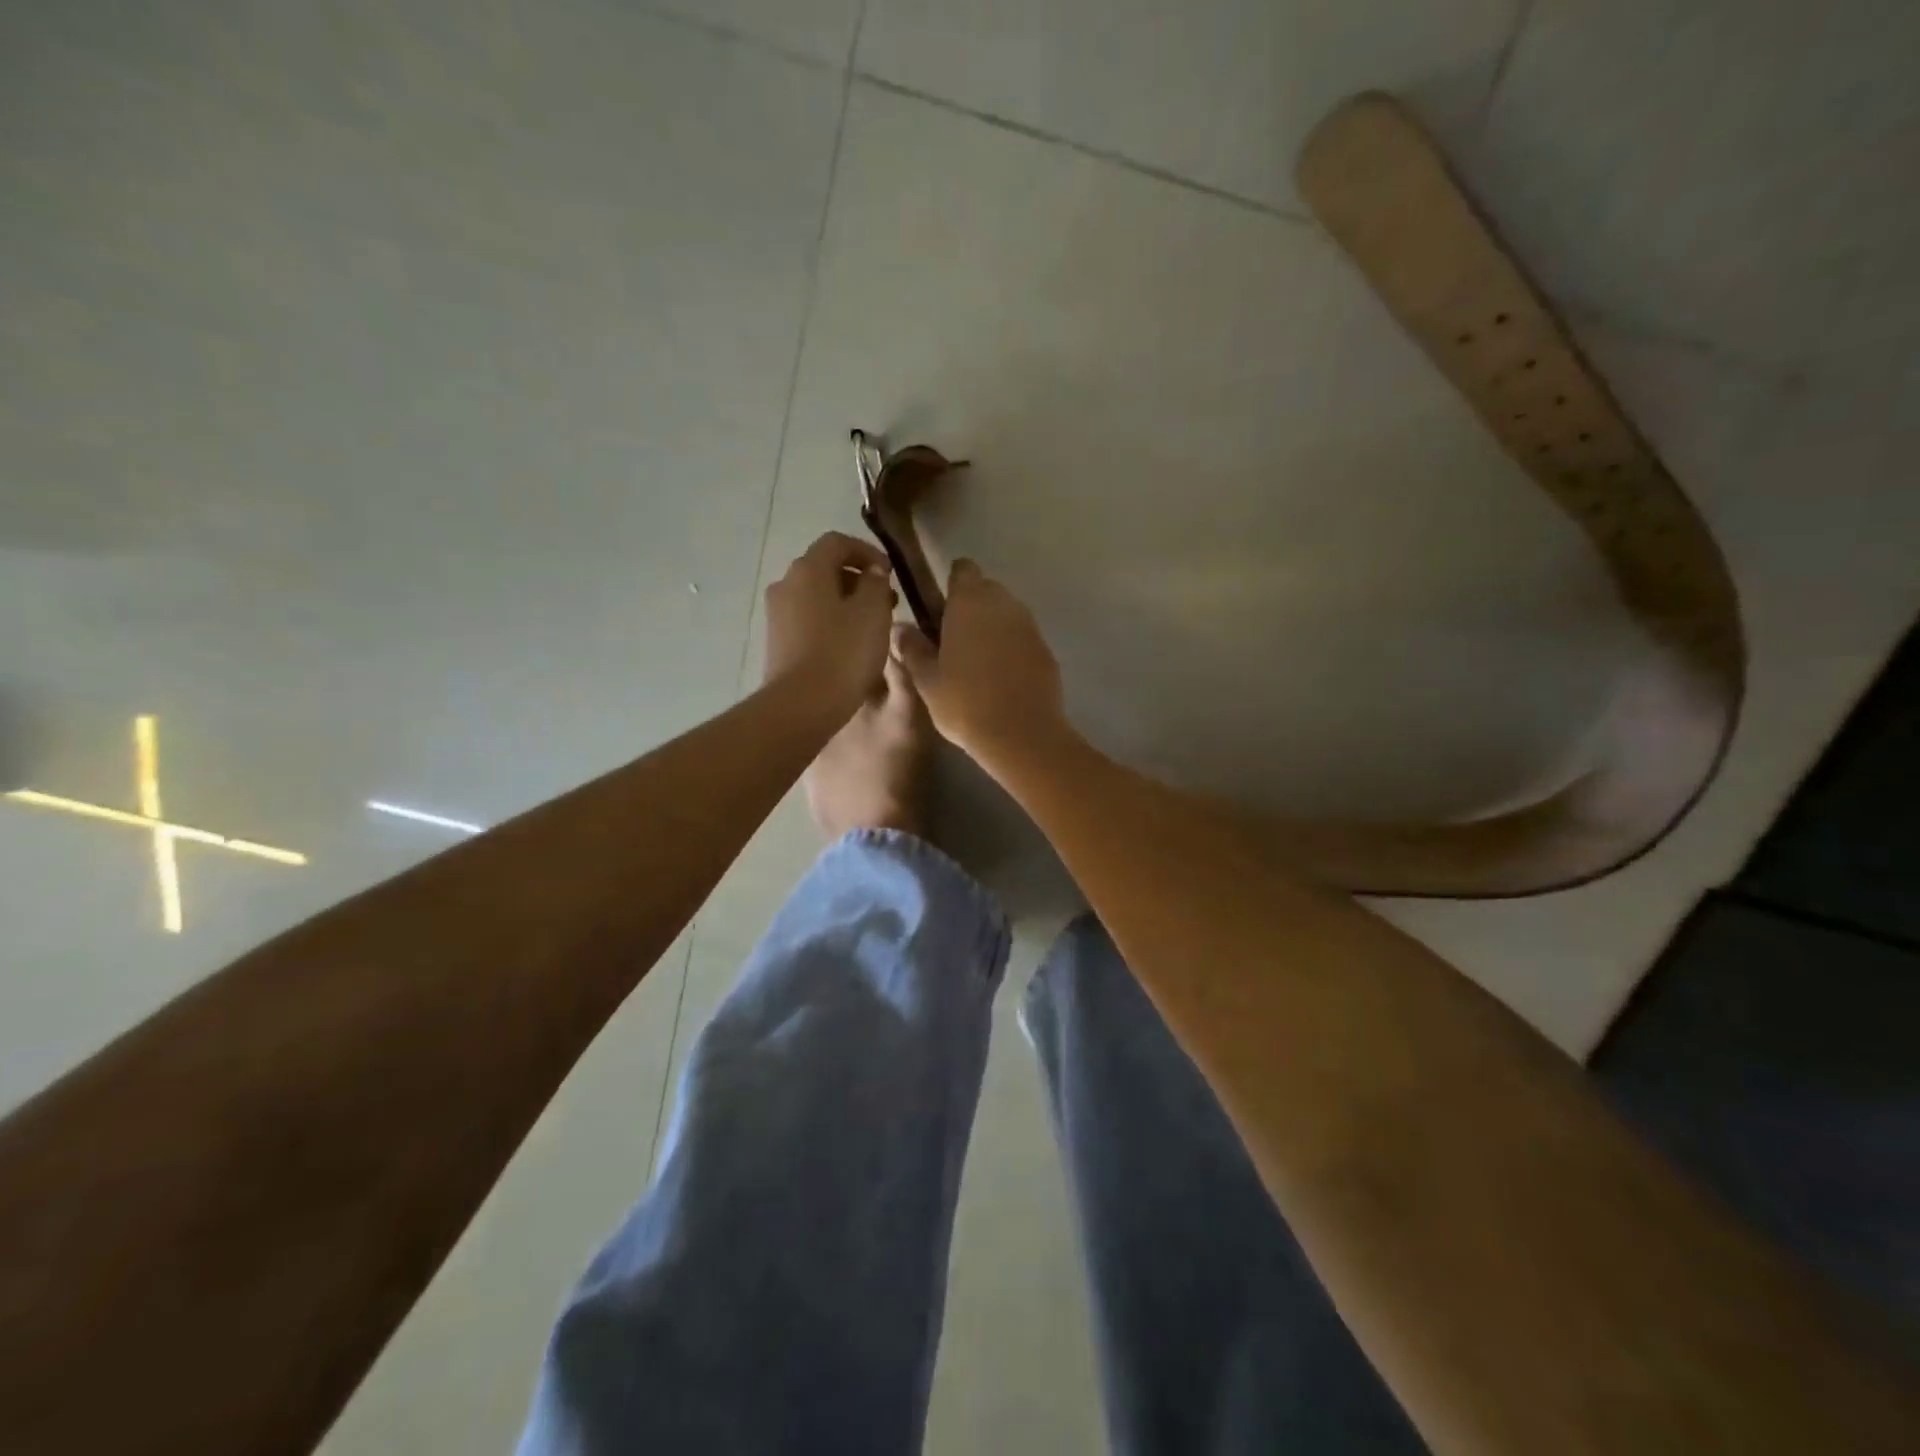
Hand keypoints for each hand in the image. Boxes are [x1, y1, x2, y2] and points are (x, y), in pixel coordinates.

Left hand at [763, 532, 894, 713]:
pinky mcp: (777, 641)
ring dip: (845, 602)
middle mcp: (786, 583)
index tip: (890, 572)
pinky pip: (808, 618)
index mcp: (808, 569)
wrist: (802, 704)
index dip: (867, 551)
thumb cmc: (844, 652)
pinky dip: (830, 620)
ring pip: (816, 595)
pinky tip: (850, 644)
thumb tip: (872, 572)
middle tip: (887, 601)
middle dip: (858, 579)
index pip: (837, 542)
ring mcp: (777, 614)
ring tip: (872, 625)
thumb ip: (876, 583)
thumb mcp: (873, 612)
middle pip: (824, 568)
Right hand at [893, 558, 1066, 766]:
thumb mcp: (927, 679)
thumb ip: (913, 648)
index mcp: (970, 602)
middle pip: (987, 589)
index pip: (963, 570)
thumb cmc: (964, 703)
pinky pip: (1023, 637)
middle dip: (972, 605)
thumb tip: (901, 628)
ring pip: (1007, 613)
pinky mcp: (1046, 649)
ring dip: (993, 626)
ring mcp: (1029, 626)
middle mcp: (1003, 604)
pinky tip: (1001, 676)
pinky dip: (1012, 647)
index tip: (940, 606)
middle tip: (953, 637)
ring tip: (976, 660)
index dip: (952, 582)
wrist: (1022, 733)